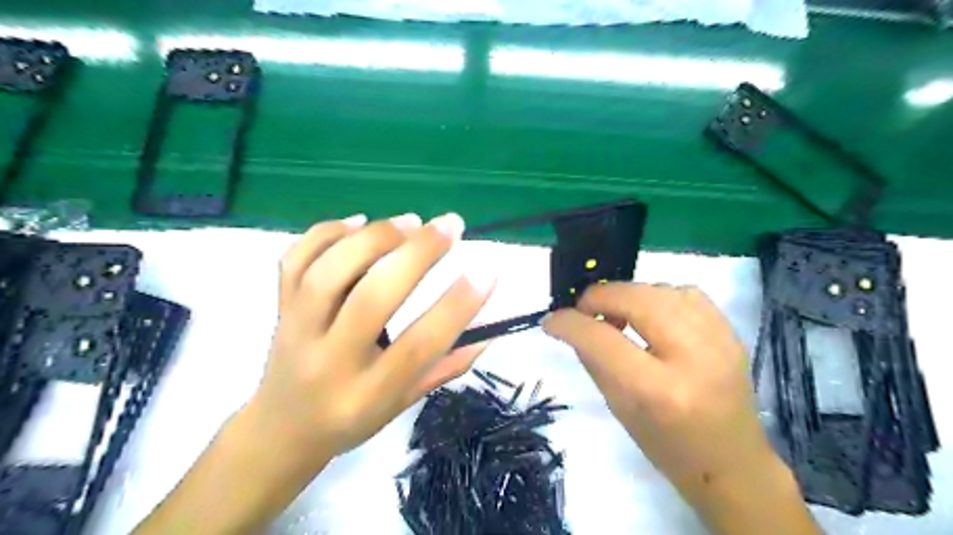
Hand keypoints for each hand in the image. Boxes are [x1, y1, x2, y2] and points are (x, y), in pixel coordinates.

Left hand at [242, 211, 494, 464]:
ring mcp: (297, 330)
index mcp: (367, 393)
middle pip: (372, 298)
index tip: (487, 271)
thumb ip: (447, 367)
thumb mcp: (404, 404)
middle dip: (417, 254)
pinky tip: (358, 222)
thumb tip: (489, 329)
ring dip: (375, 237)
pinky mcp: (279, 307)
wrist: (282, 428)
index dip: (457, 306)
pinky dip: (327, 232)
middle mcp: (329, 360)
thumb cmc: (352, 419)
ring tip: (412, 222)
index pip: (418, 346)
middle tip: (451, 226)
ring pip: (330, 272)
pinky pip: (295, 259)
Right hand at [544, 284, 790, 501]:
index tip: (551, 321)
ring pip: (660, 290)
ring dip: (628, 296)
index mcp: (658, 391)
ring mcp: (718, 340)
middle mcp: (692, 357)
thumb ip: (593, 361)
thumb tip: (572, 325)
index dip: (569, 323)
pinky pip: (686, 293)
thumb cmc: (667, 447)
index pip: (602, 339)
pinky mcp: (731, 332)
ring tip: (618, 315)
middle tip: (584, 311)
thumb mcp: (619, 409)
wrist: (733, 464)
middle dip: (599, 297)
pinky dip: (658, 296)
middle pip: (636, 300)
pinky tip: (651, 314)